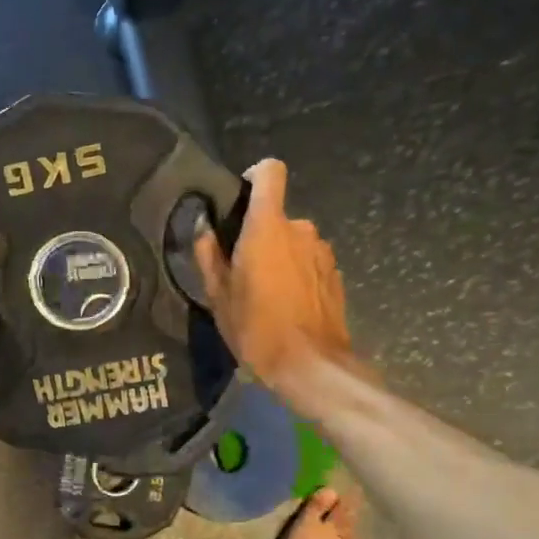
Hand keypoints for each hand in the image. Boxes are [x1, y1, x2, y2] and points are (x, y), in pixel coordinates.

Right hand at [194, 159, 353, 388]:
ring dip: (279, 256)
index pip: (270, 172)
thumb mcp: (218, 296)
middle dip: (259, 235)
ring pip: (293, 241)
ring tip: (264, 293)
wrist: (310, 365)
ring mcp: (323, 251)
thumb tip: (203, 227)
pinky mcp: (335, 274)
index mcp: (268, 227)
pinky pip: (309, 261)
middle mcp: (300, 229)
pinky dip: (296, 273)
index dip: (254, 177)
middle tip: (240, 270)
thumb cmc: (256, 328)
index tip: (239, 200)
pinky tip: (287, 305)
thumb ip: (208, 254)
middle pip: (276, 215)